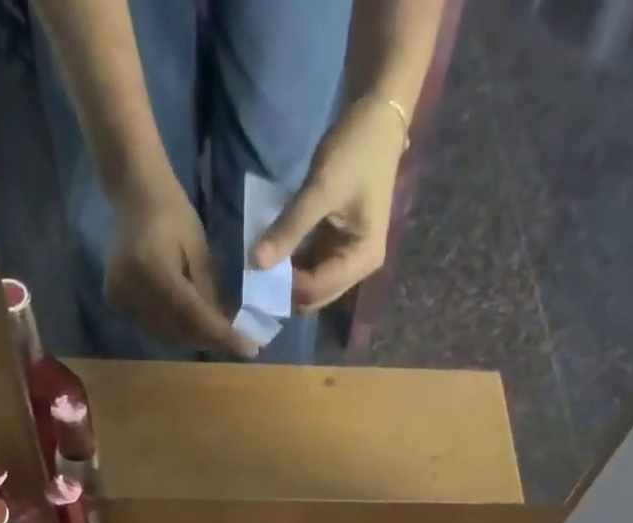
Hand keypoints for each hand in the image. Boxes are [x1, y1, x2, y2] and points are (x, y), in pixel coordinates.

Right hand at [108, 175, 259, 357]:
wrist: (135, 196)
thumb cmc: (173, 214)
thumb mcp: (199, 250)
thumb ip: (210, 292)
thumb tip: (226, 330)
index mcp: (153, 268)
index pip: (193, 314)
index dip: (222, 335)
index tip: (249, 349)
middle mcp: (132, 288)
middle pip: (179, 330)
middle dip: (210, 340)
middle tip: (237, 343)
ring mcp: (120, 298)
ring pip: (166, 335)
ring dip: (194, 339)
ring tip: (217, 336)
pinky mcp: (116, 303)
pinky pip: (153, 329)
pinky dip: (175, 332)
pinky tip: (192, 327)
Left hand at [252, 98, 405, 312]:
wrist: (378, 117)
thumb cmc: (356, 151)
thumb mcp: (320, 190)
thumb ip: (289, 229)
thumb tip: (256, 263)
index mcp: (362, 259)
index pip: (318, 289)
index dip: (287, 287)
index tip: (257, 273)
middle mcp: (358, 268)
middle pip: (316, 296)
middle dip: (287, 290)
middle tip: (254, 276)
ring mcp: (348, 259)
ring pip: (311, 285)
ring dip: (287, 279)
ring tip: (260, 267)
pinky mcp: (338, 246)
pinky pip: (311, 266)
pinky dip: (292, 264)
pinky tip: (273, 254)